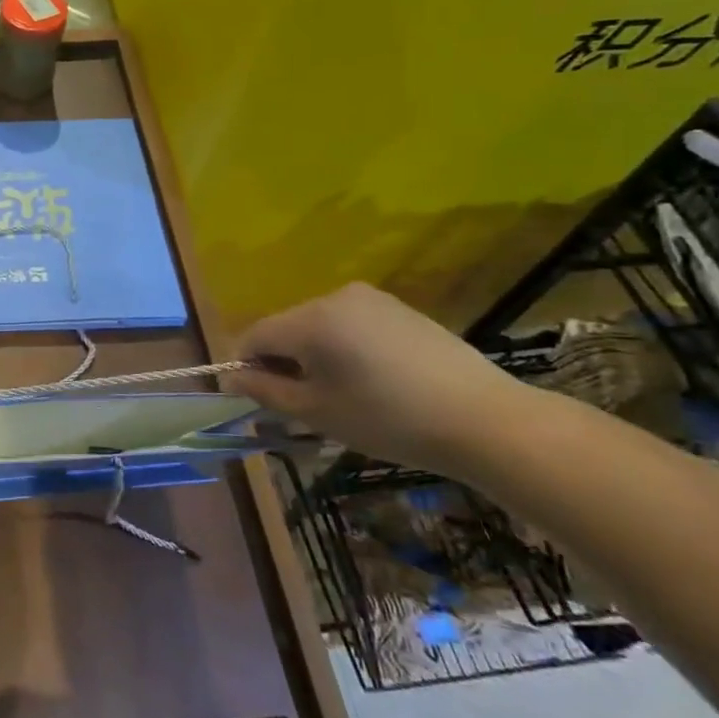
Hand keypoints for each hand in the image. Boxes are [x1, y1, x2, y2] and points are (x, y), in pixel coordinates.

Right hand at [222, 283, 539, 477]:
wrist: (486, 421)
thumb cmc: (389, 420)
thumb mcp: (316, 412)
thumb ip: (265, 390)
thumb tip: (232, 377)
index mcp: (310, 319)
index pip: (255, 335)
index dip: (246, 365)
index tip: (258, 399)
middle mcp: (335, 297)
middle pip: (286, 327)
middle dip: (282, 361)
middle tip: (303, 404)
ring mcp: (372, 299)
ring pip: (318, 326)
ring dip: (314, 355)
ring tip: (341, 395)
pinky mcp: (400, 309)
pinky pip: (351, 325)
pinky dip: (345, 348)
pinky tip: (372, 381)